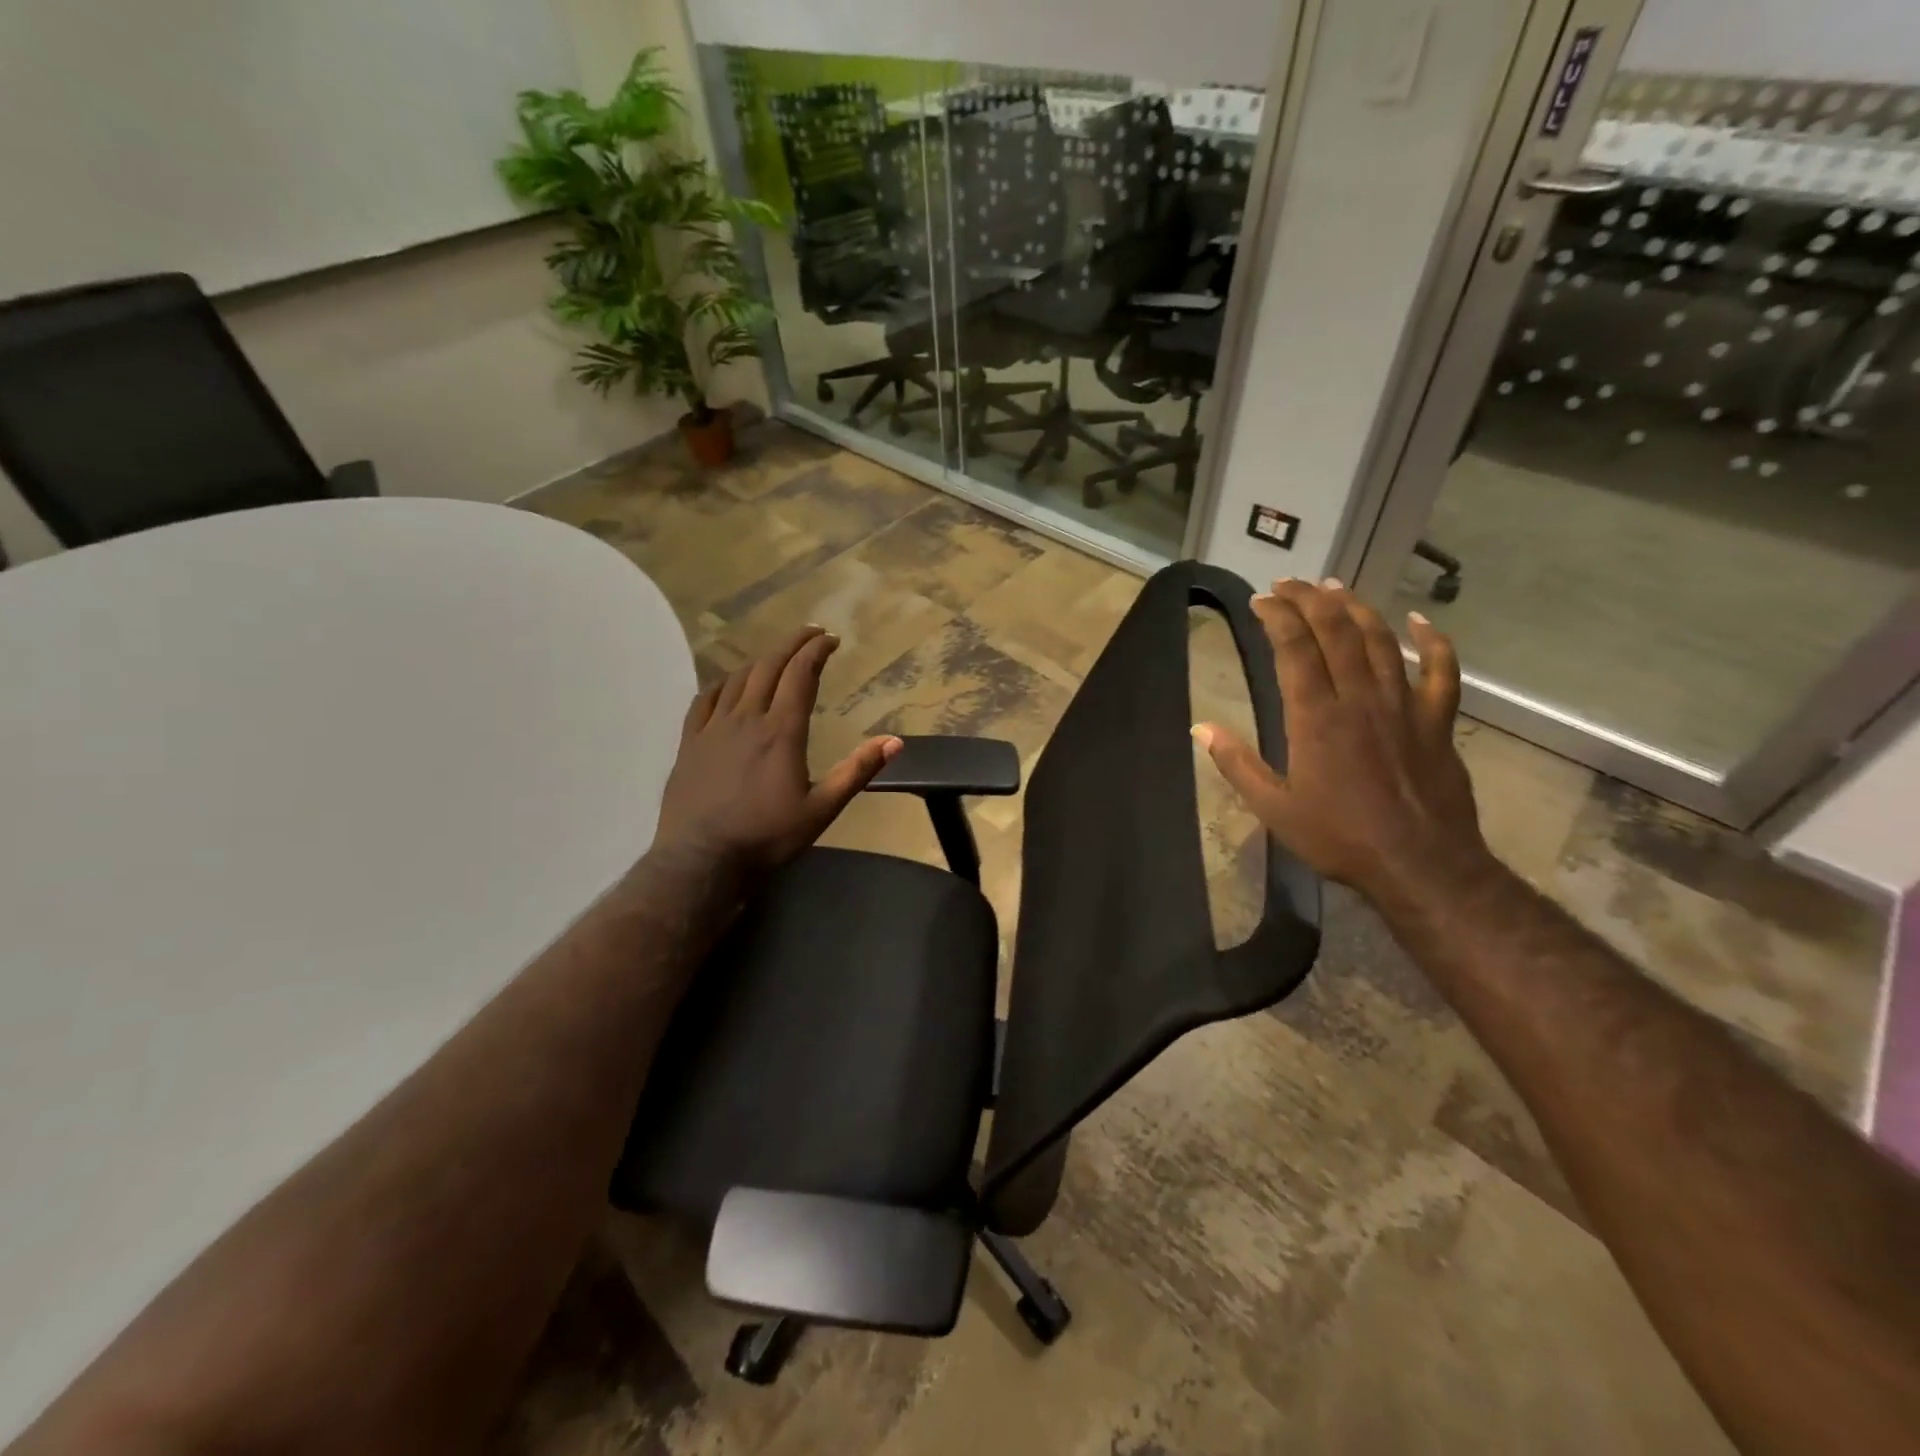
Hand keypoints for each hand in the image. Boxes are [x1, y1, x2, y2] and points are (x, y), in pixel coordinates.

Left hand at [653, 626, 900, 872]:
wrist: (702, 859)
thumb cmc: (767, 836)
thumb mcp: (822, 809)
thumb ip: (857, 771)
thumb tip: (895, 741)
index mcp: (782, 731)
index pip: (800, 674)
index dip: (816, 651)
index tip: (831, 639)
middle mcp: (747, 718)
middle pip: (769, 666)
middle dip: (792, 644)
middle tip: (810, 633)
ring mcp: (713, 728)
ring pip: (738, 678)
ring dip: (760, 660)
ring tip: (776, 657)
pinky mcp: (689, 742)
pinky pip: (704, 699)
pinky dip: (721, 683)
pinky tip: (728, 683)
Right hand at [1193, 579, 1490, 902]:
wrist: (1419, 864)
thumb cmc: (1338, 837)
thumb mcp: (1273, 808)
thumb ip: (1236, 763)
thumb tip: (1200, 727)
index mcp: (1315, 718)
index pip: (1295, 648)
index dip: (1277, 616)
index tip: (1259, 600)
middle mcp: (1360, 699)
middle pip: (1336, 631)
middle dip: (1310, 599)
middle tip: (1289, 584)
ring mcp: (1403, 706)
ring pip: (1381, 640)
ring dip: (1356, 607)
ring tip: (1333, 587)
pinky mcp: (1437, 721)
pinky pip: (1441, 671)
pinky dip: (1433, 641)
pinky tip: (1419, 619)